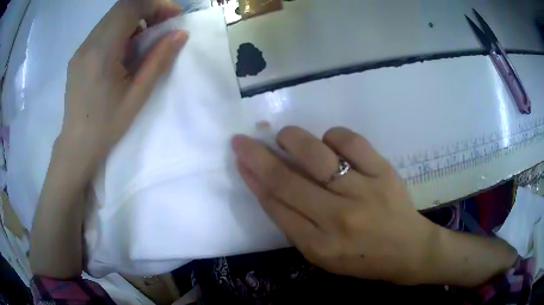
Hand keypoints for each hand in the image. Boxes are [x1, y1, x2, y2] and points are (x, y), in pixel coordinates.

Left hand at [60, 0, 187, 175]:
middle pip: (122, 8)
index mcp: (101, 51)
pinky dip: (120, 31)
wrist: (77, 145)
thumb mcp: (137, 95)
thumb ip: (158, 60)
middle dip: (148, 10)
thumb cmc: (106, 125)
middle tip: (163, 27)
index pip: (130, 6)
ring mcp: (81, 48)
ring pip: (112, 18)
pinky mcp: (79, 55)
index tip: (173, 17)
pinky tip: (124, 53)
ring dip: (134, 20)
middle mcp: (88, 43)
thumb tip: (180, 33)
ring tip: (144, 43)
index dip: (156, 4)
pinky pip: (103, 31)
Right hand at [232, 126, 436, 284]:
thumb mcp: (322, 255)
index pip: (276, 206)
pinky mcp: (383, 172)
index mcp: (319, 245)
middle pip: (287, 181)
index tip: (240, 159)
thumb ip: (294, 224)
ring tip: (284, 136)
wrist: (408, 250)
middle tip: (243, 140)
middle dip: (258, 156)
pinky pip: (351, 142)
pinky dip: (333, 135)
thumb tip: (266, 187)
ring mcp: (363, 191)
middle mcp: (338, 218)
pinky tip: (328, 142)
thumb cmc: (362, 259)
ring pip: (317, 156)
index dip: (253, 179)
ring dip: (293, 139)